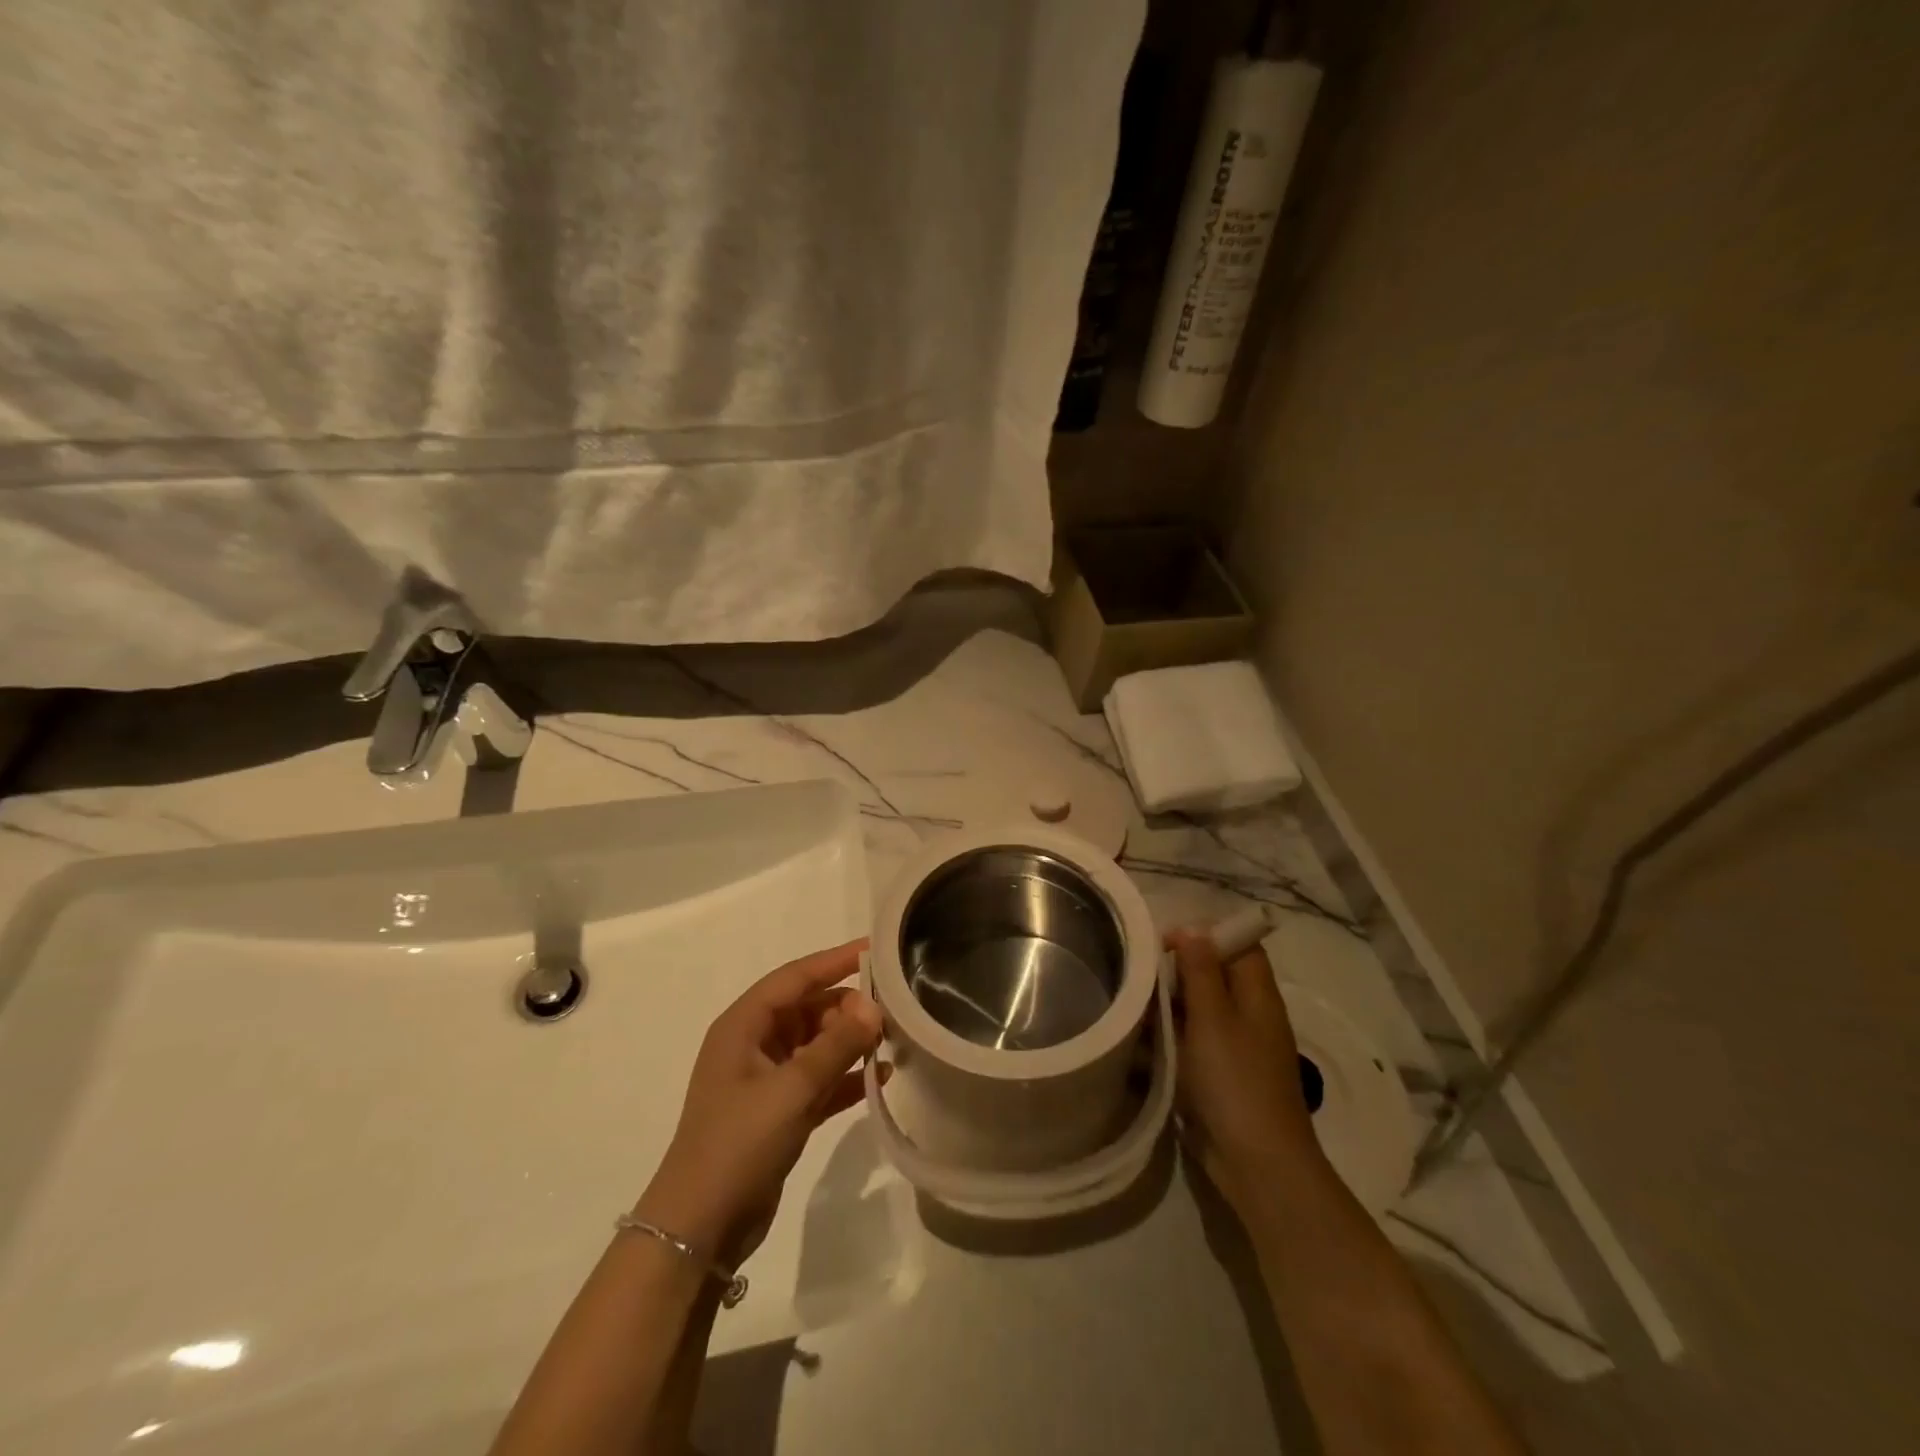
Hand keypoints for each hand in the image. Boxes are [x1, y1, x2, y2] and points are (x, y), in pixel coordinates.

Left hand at [634, 939, 881, 1262]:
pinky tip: (883, 1077)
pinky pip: (819, 1080)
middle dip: (848, 1008)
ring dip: (850, 1043)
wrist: (699, 1229)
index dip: (834, 960)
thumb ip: (836, 1045)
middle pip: (808, 1009)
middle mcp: (753, 1044)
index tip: (875, 949)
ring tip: (894, 1040)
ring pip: (816, 1044)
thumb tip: (873, 1006)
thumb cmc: (739, 1143)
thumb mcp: (791, 1089)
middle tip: (893, 1010)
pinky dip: (845, 1076)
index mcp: (743, 1026)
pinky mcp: (779, 1112)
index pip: (795, 978)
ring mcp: (766, 1080)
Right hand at [1169, 928, 1329, 1217]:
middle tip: (1140, 974)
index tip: (1164, 942)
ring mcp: (1237, 1048)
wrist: (1257, 1163)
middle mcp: (1251, 1015)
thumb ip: (1200, 970)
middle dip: (1178, 971)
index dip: (1205, 935)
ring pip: (1199, 1010)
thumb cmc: (1235, 1081)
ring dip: (1169, 1007)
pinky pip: (1192, 1043)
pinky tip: (1140, 1042)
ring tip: (1133, 1006)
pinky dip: (1170, 1038)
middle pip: (1216, 975)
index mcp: (1258, 995)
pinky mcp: (1221, 1076)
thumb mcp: (1212, 1017)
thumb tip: (1193, 929)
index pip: (1239, 945)